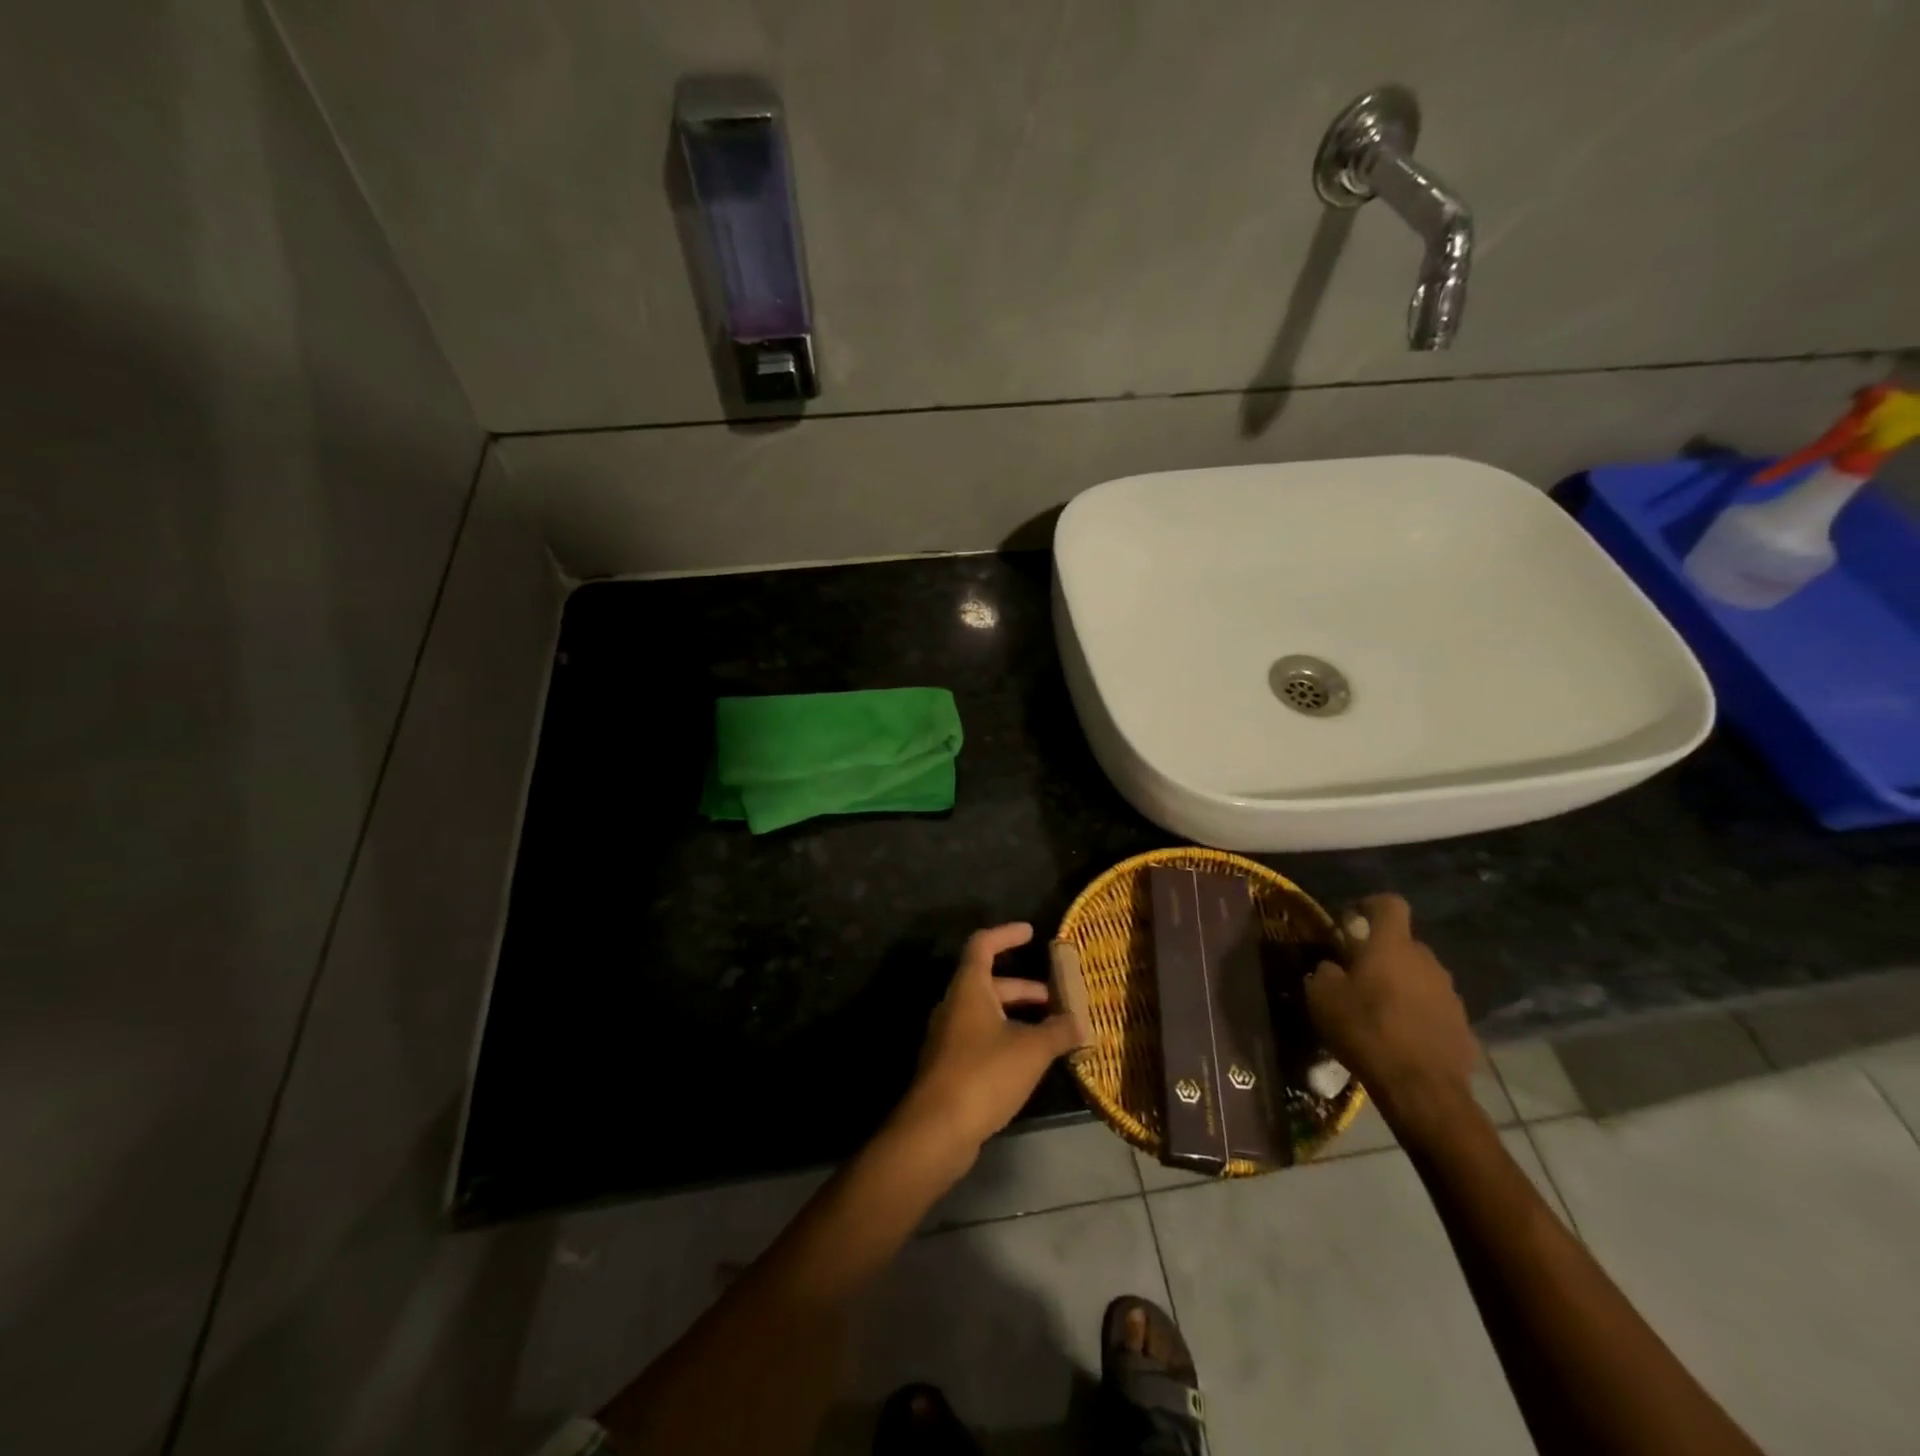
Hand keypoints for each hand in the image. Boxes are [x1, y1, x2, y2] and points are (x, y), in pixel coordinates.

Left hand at [890, 923, 1082, 1168]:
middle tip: (1058, 999)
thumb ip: (1058, 1031)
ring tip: (1053, 1033)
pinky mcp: (951, 1067)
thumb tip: (1081, 1022)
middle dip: (1025, 989)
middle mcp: (955, 1006)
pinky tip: (1031, 1062)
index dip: (1006, 935)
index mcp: (969, 988)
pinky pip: (983, 1039)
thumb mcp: (1031, 1050)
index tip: (1031, 932)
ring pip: (988, 1014)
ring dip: (1019, 1017)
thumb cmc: (983, 1074)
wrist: (936, 1130)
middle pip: (990, 983)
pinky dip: (1008, 1039)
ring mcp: (950, 1038)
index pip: (983, 945)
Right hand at [1304, 894, 1479, 1133]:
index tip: (1351, 921)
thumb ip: (1325, 973)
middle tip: (1357, 974)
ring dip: (1401, 985)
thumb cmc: (1366, 1031)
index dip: (1370, 905)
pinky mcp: (1463, 1027)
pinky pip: (1434, 1008)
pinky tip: (1400, 1038)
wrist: (1421, 1089)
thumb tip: (1332, 968)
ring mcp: (1450, 995)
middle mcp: (1427, 962)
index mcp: (1393, 946)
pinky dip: (1417, 1015)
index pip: (1390, 904)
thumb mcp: (1323, 998)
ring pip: (1420, 977)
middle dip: (1382, 954)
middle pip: (1404, 944)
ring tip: (1378, 1011)